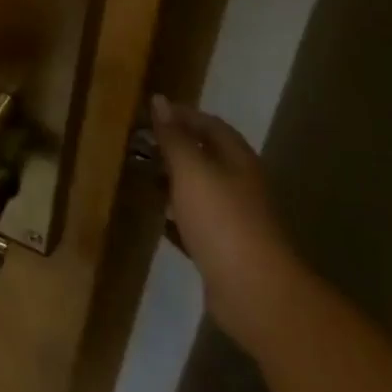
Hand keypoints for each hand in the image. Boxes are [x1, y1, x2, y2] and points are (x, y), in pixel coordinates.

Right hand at [151, 96, 304, 345]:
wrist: (254, 292)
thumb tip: (159, 100)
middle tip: (138, 143)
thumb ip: (174, 137)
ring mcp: (232, 218)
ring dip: (171, 180)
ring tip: (139, 173)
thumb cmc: (222, 220)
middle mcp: (238, 185)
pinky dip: (173, 214)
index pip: (210, 125)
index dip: (182, 115)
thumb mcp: (192, 170)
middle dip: (174, 147)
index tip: (149, 113)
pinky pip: (193, 221)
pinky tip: (153, 216)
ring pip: (198, 189)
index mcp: (237, 161)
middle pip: (205, 156)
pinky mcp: (222, 248)